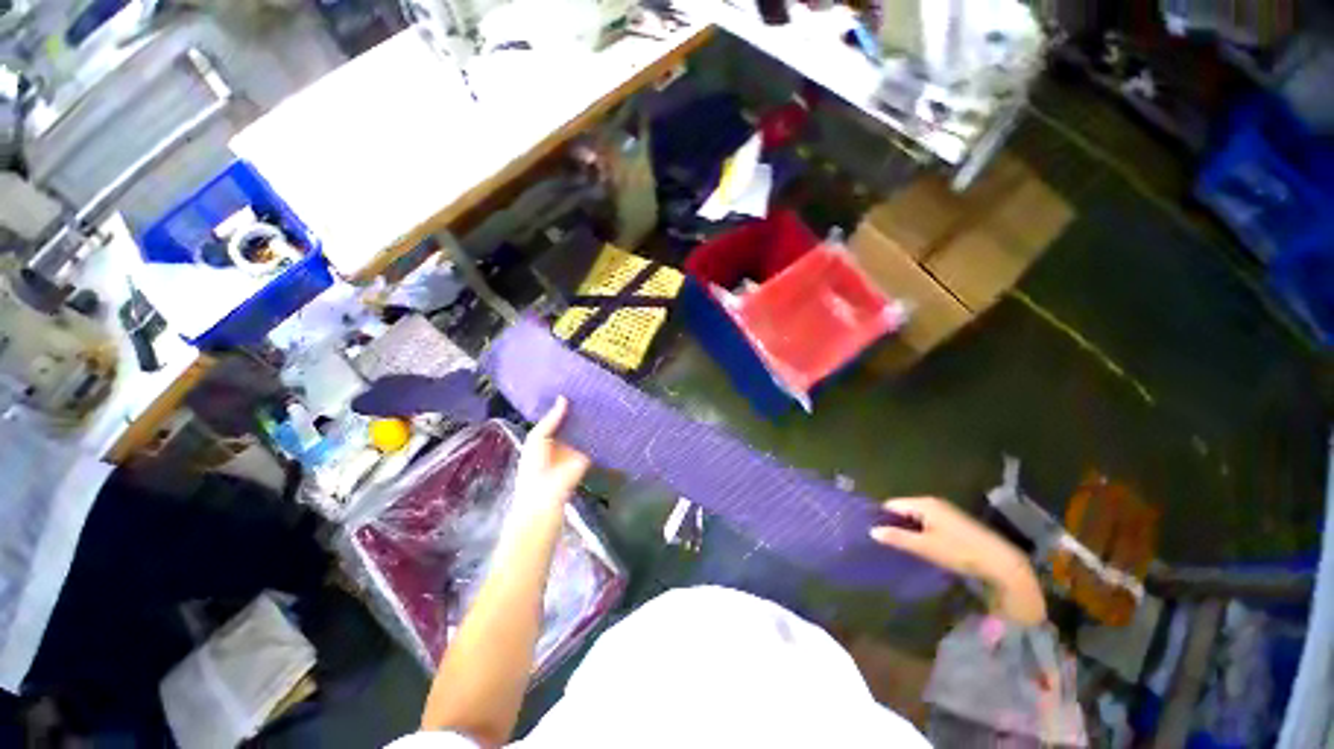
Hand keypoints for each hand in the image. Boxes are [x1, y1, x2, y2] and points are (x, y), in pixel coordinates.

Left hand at [515, 397, 590, 507]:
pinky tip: (607, 416)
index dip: (564, 404)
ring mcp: (576, 447)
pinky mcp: (588, 455)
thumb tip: (563, 398)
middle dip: (580, 409)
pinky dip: (599, 432)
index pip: (558, 416)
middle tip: (590, 390)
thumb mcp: (537, 438)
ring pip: (585, 429)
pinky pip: (594, 441)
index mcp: (547, 436)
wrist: (545, 495)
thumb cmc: (534, 466)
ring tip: (601, 398)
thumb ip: (551, 419)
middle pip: (574, 421)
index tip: (573, 387)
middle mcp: (563, 439)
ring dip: (591, 419)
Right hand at [871, 497, 1046, 624]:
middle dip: (894, 524)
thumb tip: (872, 531)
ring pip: (915, 518)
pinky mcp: (953, 523)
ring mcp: (944, 512)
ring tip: (897, 546)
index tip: (872, 533)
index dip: (881, 517)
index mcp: (924, 504)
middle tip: (883, 542)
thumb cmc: (960, 552)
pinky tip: (918, 547)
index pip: (892, 505)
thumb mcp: (926, 547)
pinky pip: (927, 523)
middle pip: (903, 510)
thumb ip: (898, 538)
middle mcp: (932, 503)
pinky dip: (920, 533)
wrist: (1002, 562)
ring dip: (907, 530)